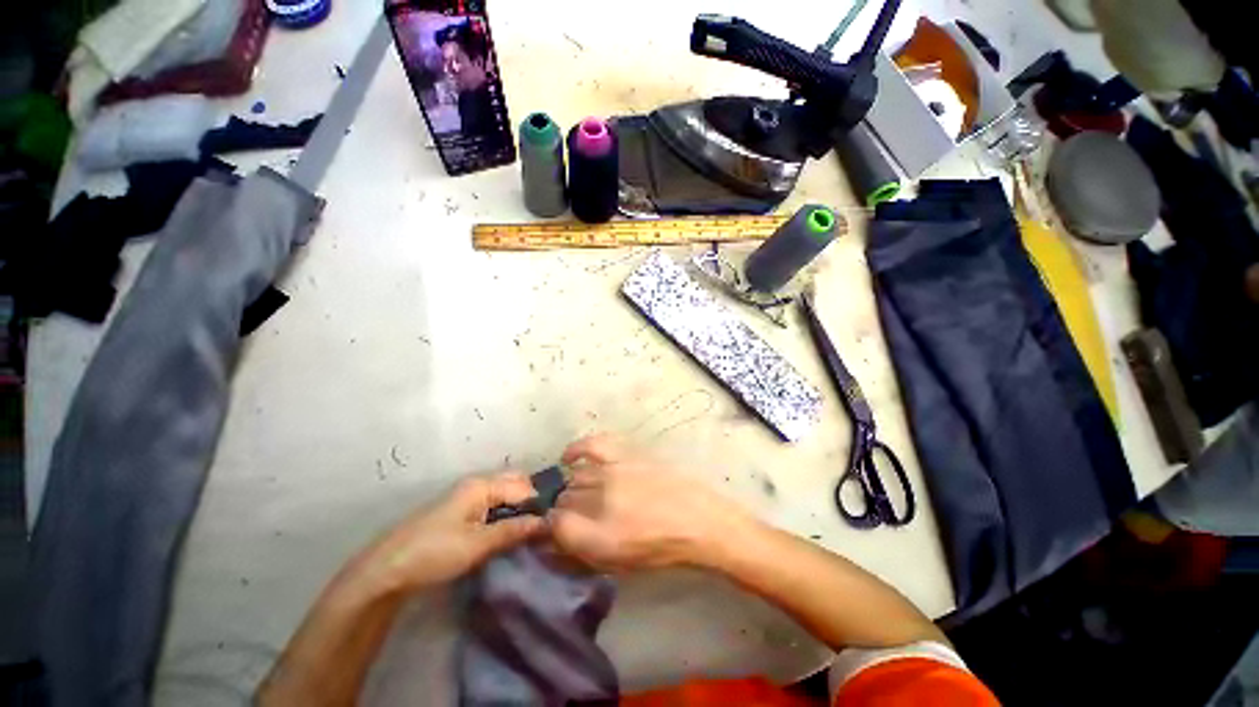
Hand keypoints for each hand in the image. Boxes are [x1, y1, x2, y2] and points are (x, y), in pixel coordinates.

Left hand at [354, 472, 544, 593]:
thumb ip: (515, 530)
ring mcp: (467, 496)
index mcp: (482, 484)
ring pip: (504, 494)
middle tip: (542, 526)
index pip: (524, 486)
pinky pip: (492, 504)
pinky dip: (505, 514)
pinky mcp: (460, 511)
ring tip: (530, 531)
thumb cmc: (435, 552)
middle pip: (515, 484)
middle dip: (531, 501)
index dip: (540, 503)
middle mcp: (477, 483)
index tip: (553, 524)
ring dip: (518, 509)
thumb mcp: (479, 544)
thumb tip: (548, 522)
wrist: (386, 571)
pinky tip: (509, 532)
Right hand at [549, 434, 754, 571]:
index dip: (550, 530)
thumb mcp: (615, 562)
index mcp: (596, 536)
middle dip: (564, 511)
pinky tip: (570, 457)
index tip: (556, 531)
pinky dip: (577, 450)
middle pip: (563, 500)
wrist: (697, 519)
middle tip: (578, 517)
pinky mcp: (625, 454)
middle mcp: (598, 500)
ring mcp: (612, 472)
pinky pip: (592, 445)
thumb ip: (578, 551)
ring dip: (573, 488)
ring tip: (583, 495)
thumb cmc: (659, 548)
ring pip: (575, 478)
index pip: (552, 525)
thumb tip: (550, 538)